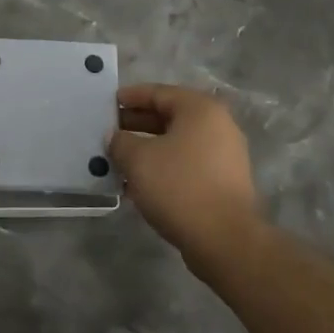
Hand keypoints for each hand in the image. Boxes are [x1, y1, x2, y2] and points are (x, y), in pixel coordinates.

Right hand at [109, 84, 262, 274]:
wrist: (224, 240)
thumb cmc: (179, 186)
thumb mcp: (138, 159)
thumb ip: (120, 141)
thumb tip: (115, 137)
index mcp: (200, 109)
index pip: (158, 92)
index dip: (130, 97)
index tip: (108, 105)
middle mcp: (218, 125)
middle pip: (169, 116)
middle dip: (137, 124)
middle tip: (110, 132)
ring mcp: (225, 155)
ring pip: (177, 143)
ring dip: (148, 148)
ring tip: (120, 159)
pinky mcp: (224, 182)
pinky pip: (187, 164)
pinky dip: (164, 166)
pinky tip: (140, 182)